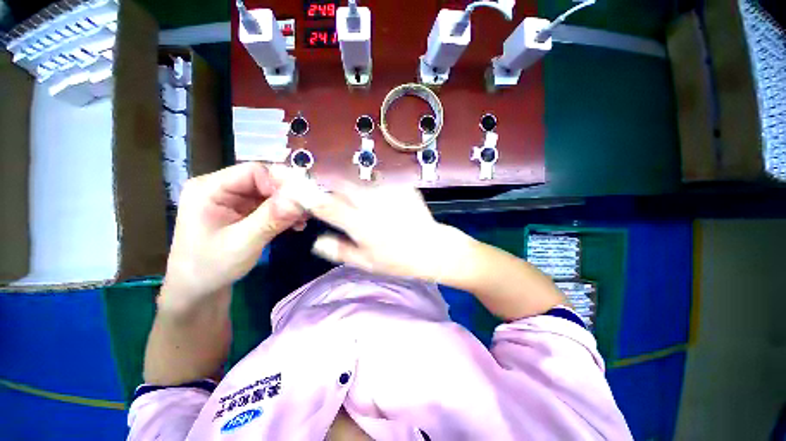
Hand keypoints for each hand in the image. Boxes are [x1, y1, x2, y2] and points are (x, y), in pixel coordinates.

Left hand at [161, 163, 304, 311]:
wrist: (198, 290)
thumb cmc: (211, 267)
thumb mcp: (242, 243)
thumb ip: (271, 219)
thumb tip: (300, 199)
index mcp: (209, 188)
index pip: (253, 171)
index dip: (281, 183)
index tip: (301, 202)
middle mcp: (221, 187)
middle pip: (264, 180)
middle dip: (289, 195)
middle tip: (308, 211)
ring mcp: (233, 199)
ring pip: (270, 192)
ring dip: (290, 205)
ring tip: (303, 220)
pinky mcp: (243, 210)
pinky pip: (270, 204)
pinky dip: (285, 213)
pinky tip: (295, 224)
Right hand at [303, 181, 472, 281]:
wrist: (432, 248)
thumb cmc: (398, 260)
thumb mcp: (366, 263)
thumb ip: (340, 250)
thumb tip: (317, 241)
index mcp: (360, 224)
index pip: (326, 205)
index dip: (308, 196)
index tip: (299, 192)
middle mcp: (371, 204)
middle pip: (341, 185)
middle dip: (331, 188)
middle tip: (335, 199)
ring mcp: (388, 193)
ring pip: (359, 181)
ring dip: (352, 188)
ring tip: (361, 202)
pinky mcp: (401, 187)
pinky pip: (379, 182)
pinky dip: (372, 188)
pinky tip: (380, 200)